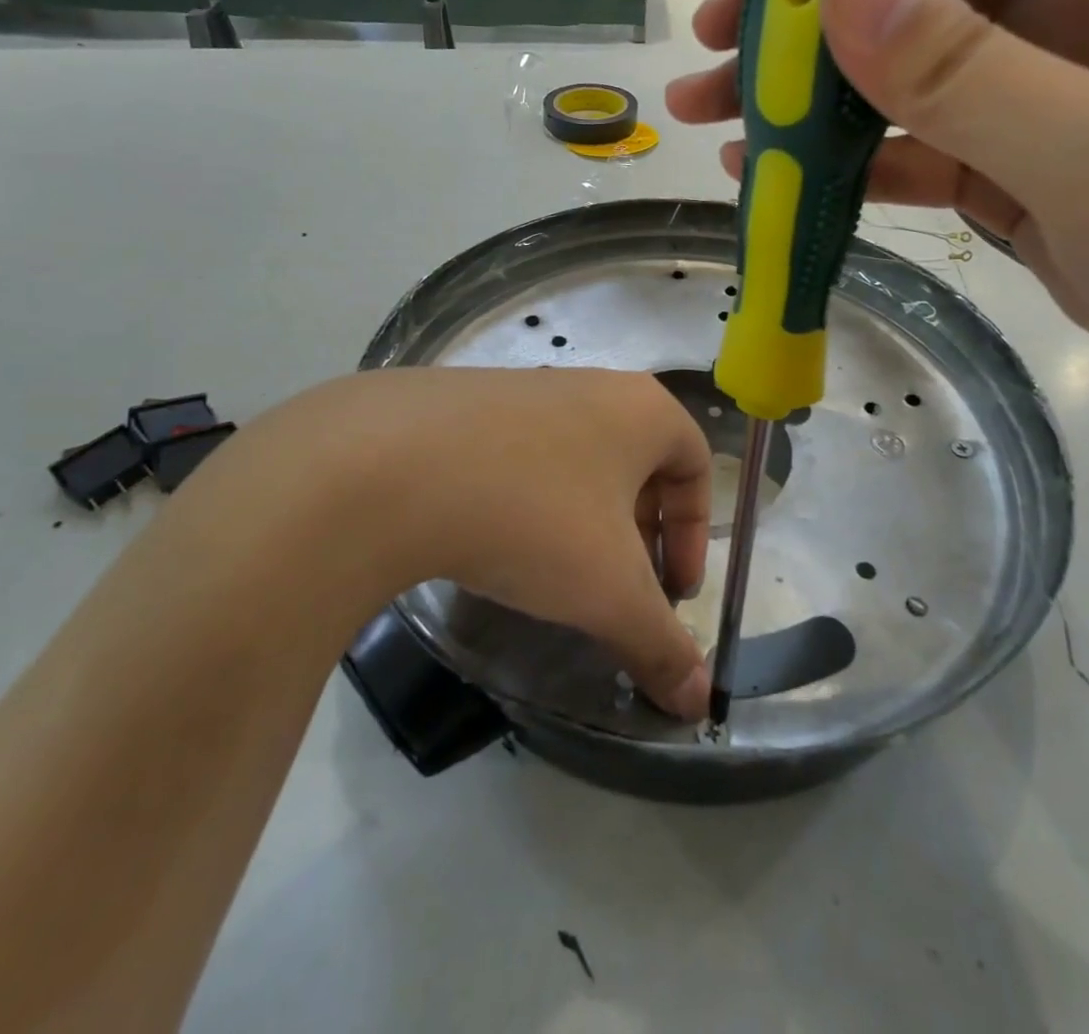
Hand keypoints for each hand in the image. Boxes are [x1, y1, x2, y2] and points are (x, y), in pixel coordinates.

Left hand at [182, 367, 713, 719]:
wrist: (390, 466)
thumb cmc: (533, 517)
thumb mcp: (608, 592)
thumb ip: (660, 645)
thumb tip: (698, 703)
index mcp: (641, 409)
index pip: (695, 465)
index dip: (695, 534)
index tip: (671, 591)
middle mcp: (589, 385)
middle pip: (636, 462)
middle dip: (638, 531)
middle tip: (618, 587)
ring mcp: (523, 387)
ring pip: (575, 458)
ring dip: (581, 517)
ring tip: (554, 571)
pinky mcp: (465, 401)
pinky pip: (519, 454)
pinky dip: (526, 498)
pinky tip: (494, 538)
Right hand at [668, 0, 1088, 445]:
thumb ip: (968, 72)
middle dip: (803, 3)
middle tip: (711, 42)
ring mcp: (1047, 90)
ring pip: (901, 64)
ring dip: (805, 86)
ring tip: (712, 112)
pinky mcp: (1019, 164)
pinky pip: (912, 140)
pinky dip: (842, 153)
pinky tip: (775, 170)